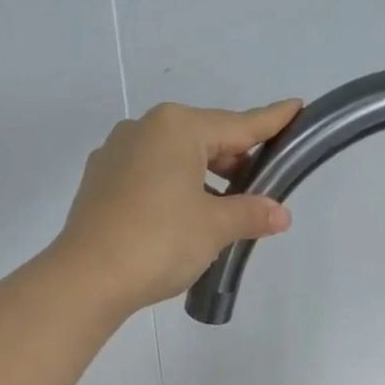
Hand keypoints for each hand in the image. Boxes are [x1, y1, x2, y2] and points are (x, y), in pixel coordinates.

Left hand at [49, 98, 301, 311]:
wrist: (89, 277)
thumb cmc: (160, 241)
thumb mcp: (214, 228)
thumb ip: (250, 214)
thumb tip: (280, 214)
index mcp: (176, 127)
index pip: (237, 125)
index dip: (270, 122)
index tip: (295, 107)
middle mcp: (143, 129)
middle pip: (203, 140)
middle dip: (234, 160)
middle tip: (261, 184)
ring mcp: (115, 155)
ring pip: (173, 160)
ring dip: (202, 180)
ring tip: (224, 209)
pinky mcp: (99, 184)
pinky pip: (149, 177)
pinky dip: (173, 190)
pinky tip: (182, 217)